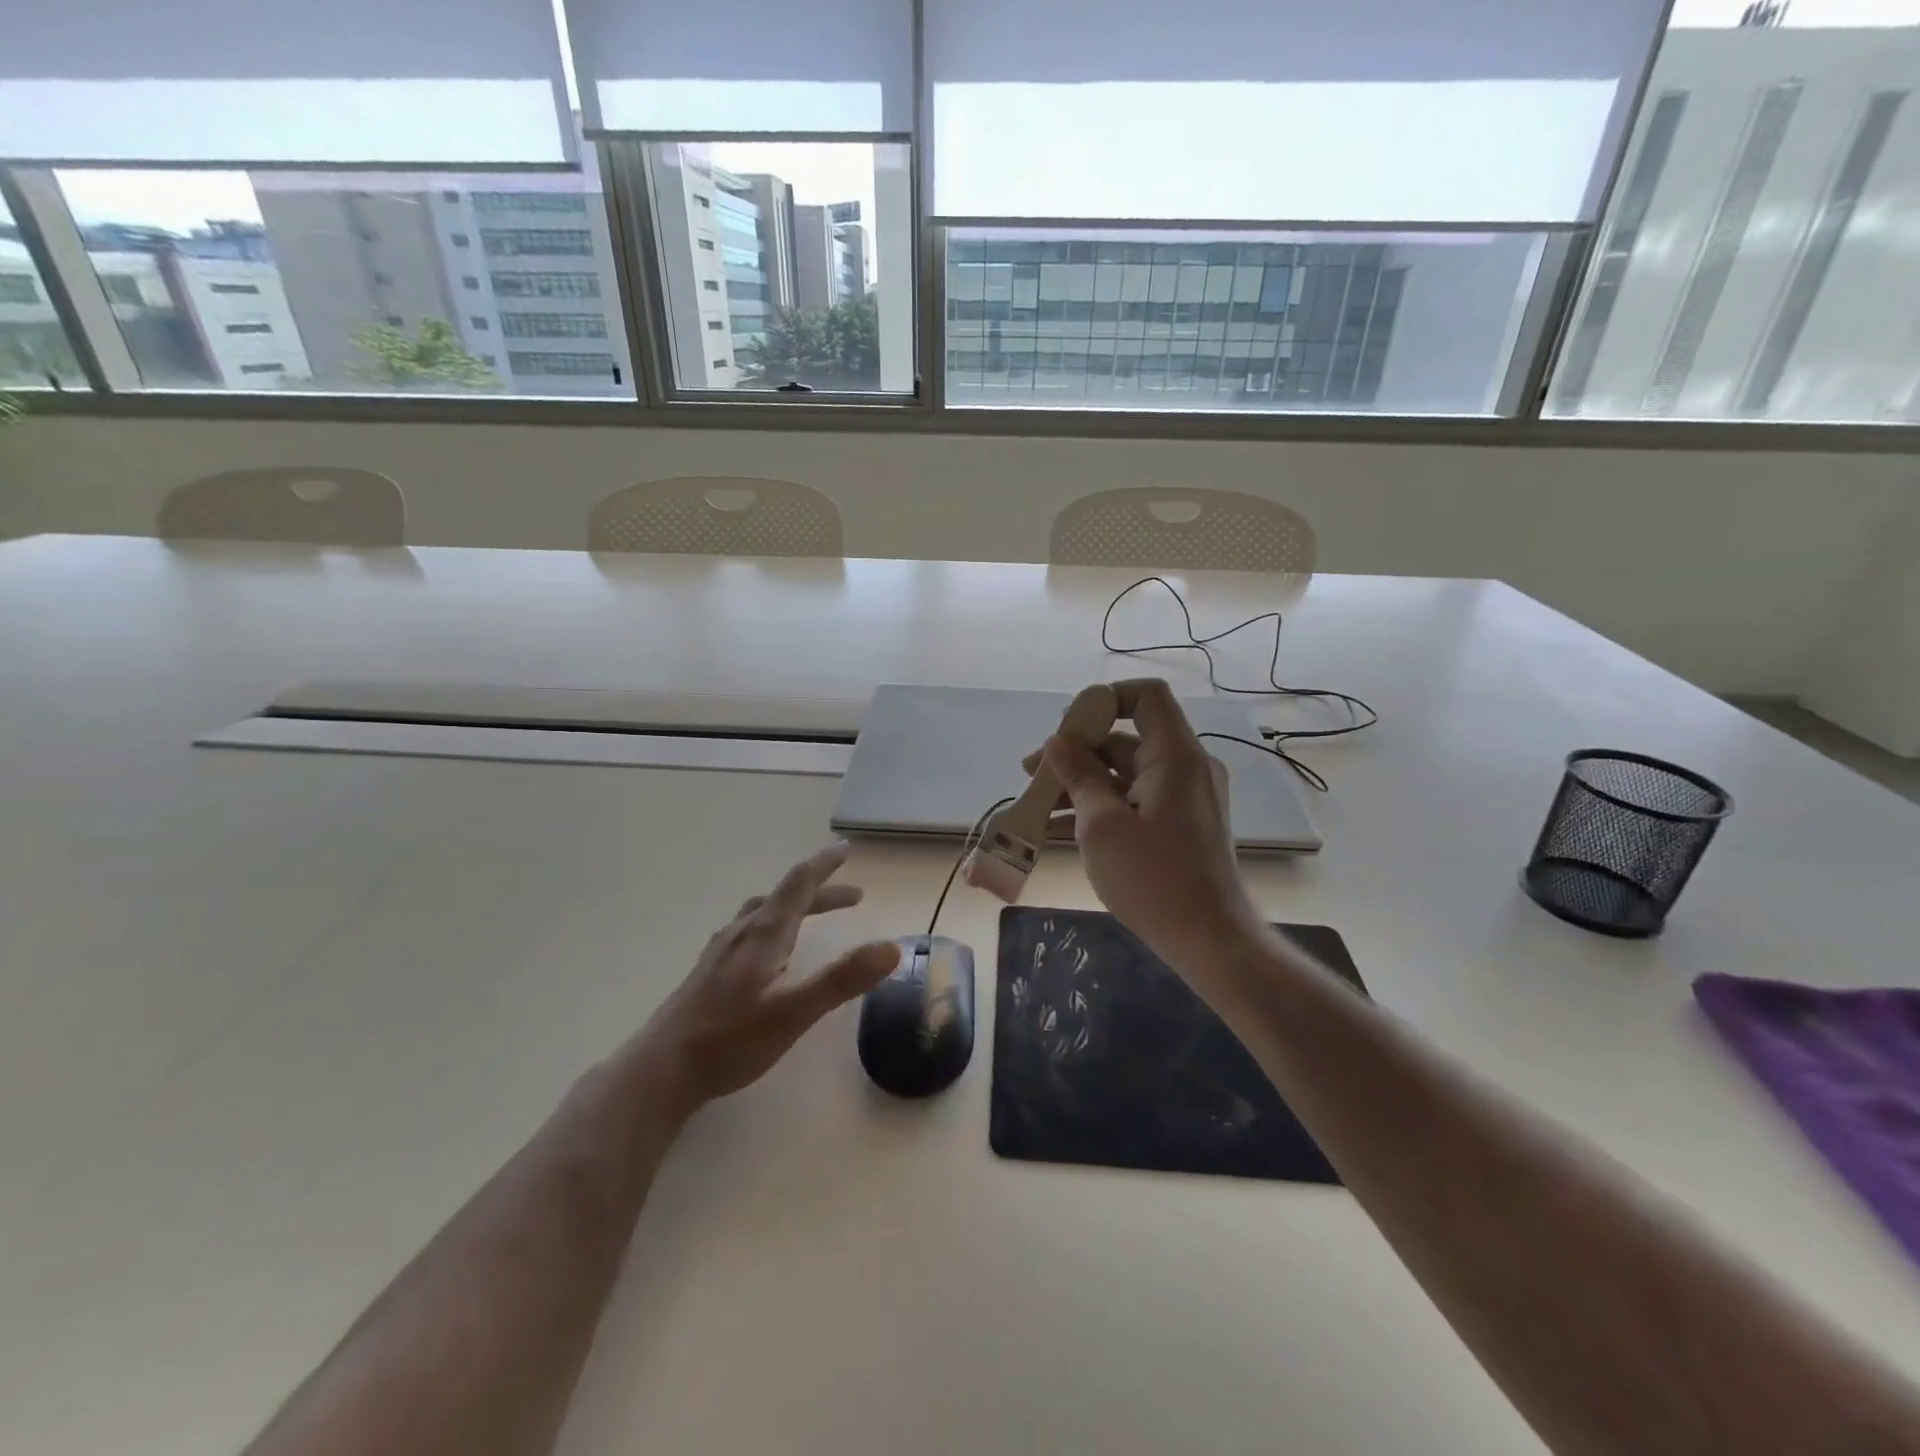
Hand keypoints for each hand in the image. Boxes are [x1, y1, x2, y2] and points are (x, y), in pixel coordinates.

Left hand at [635, 842, 900, 1119]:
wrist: (659, 1071)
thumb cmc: (729, 1040)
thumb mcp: (794, 1012)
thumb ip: (842, 979)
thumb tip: (892, 948)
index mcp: (763, 934)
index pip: (799, 884)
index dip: (824, 865)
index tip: (846, 848)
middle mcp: (741, 933)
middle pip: (785, 898)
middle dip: (820, 892)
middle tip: (853, 896)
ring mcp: (720, 951)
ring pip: (763, 914)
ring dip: (795, 907)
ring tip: (812, 915)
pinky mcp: (709, 972)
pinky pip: (749, 931)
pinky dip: (773, 925)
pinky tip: (768, 951)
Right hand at [1038, 680, 1265, 974]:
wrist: (1209, 940)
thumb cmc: (1154, 879)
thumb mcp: (1102, 824)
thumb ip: (1078, 776)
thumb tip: (1057, 744)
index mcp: (1175, 756)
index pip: (1145, 696)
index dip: (1103, 701)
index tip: (1065, 732)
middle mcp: (1183, 768)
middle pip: (1124, 738)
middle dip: (1074, 753)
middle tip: (1030, 775)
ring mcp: (1181, 798)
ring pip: (1122, 774)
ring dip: (1078, 786)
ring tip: (1033, 807)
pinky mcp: (1176, 825)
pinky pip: (1132, 801)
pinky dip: (1097, 808)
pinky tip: (1055, 830)